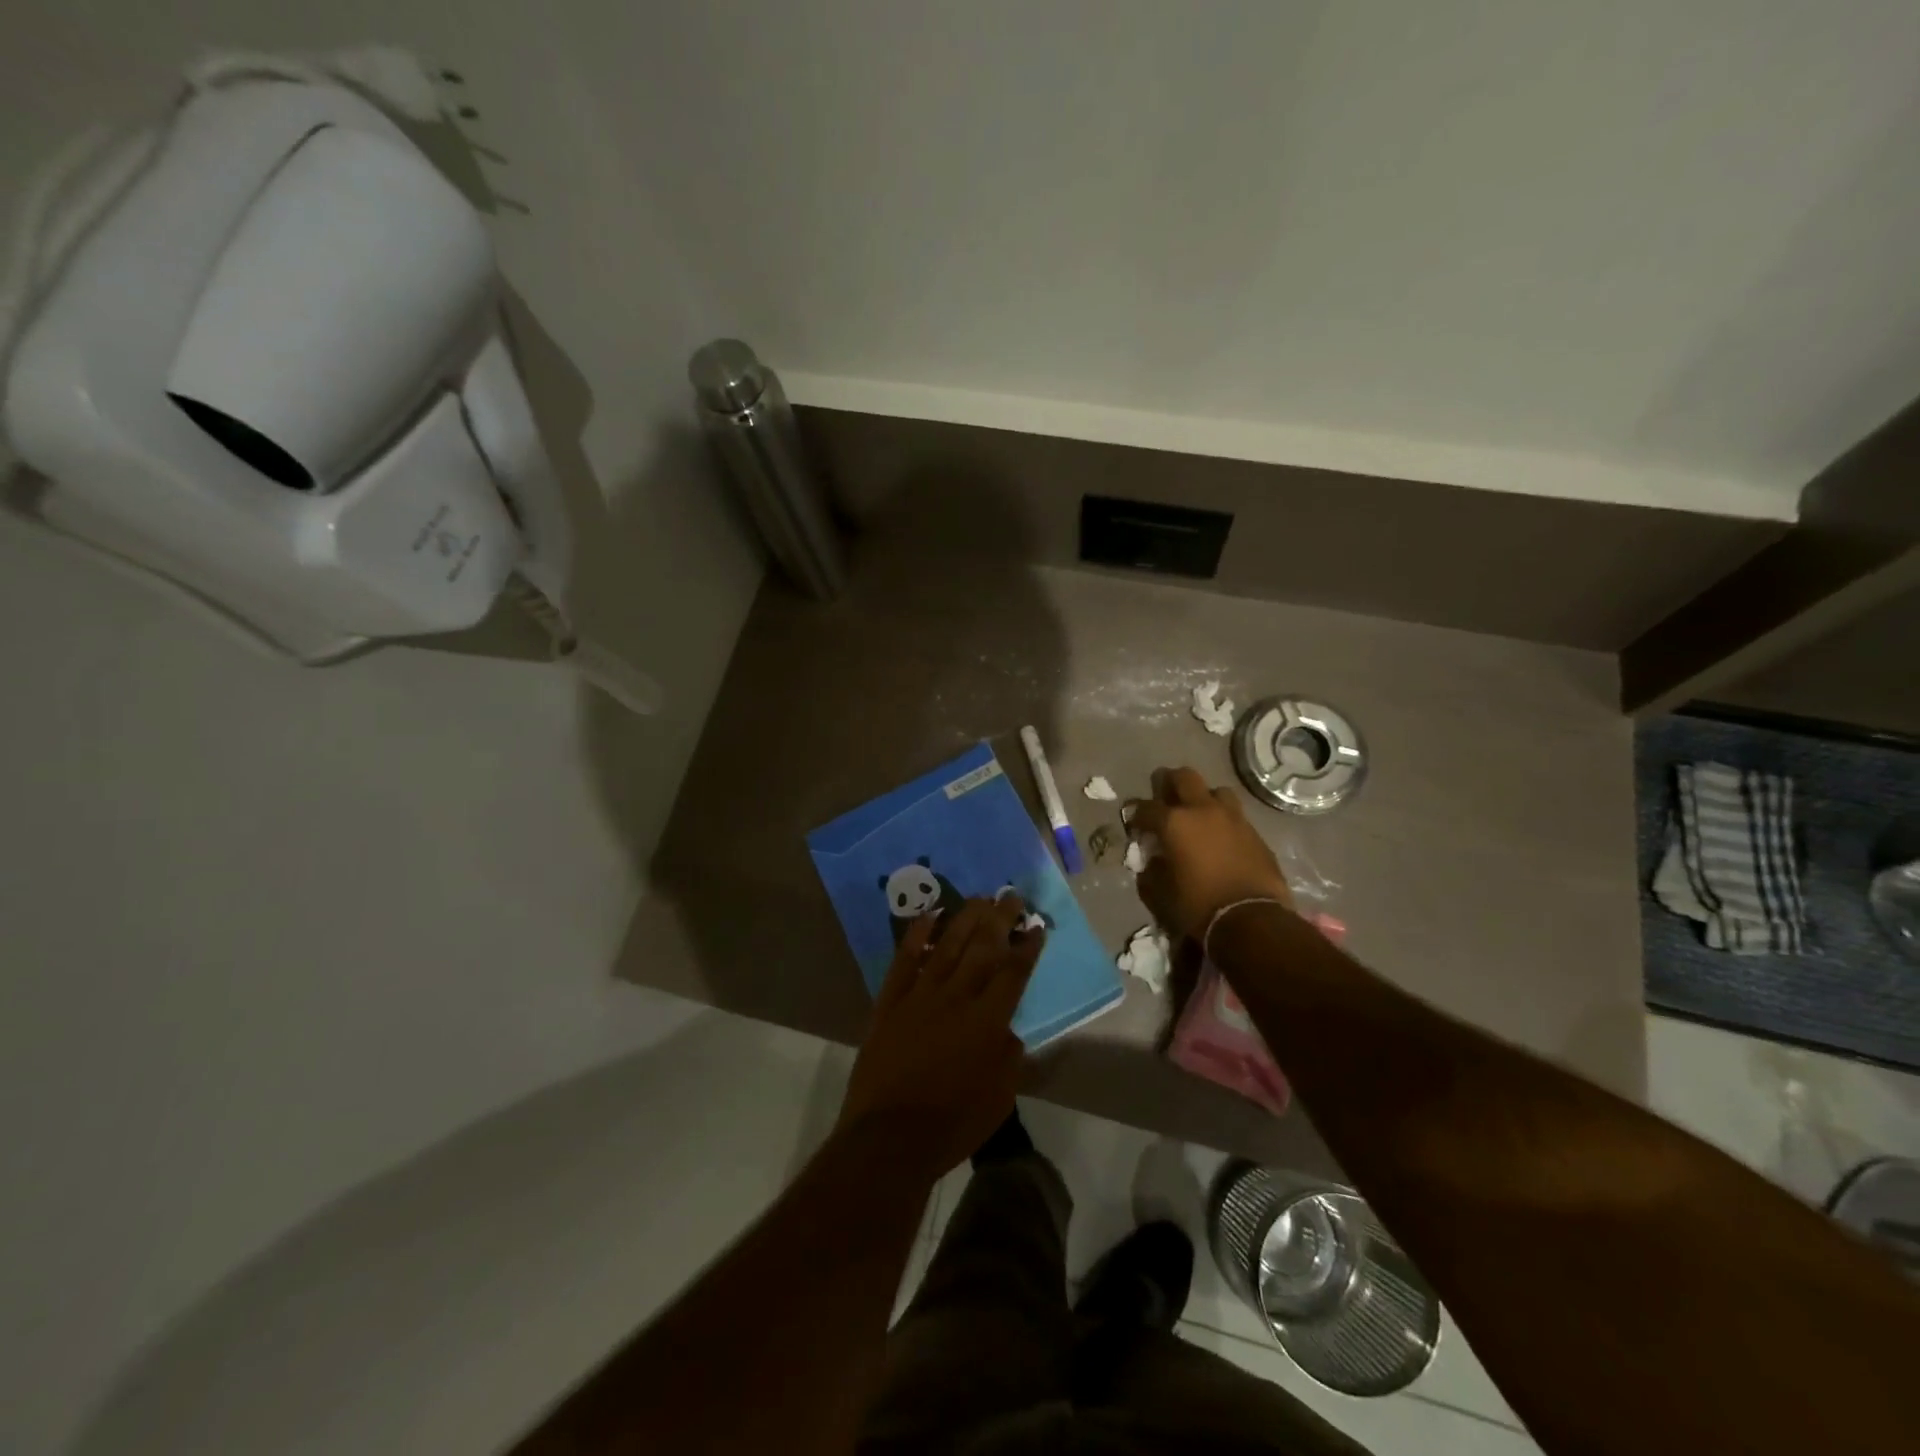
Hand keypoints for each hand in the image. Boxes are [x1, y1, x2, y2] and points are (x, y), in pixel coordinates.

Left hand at [836, 896, 1043, 1182]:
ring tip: (979, 897)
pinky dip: (917, 934)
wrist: (889, 1137)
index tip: (1037, 927)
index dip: (1027, 948)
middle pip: (983, 949)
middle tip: (1011, 895)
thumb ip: (1009, 1058)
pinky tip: (929, 915)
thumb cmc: (952, 1124)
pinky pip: (905, 959)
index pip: (1014, 973)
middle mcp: (957, 997)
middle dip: (1000, 920)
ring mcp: (920, 995)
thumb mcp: (999, 1098)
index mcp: (988, 1021)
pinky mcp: (890, 1001)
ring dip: (965, 918)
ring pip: (947, 946)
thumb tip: (1009, 1031)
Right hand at [1129, 766, 1293, 940]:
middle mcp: (1203, 810)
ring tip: (1198, 815)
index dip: (1134, 815)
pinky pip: (1235, 816)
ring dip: (1203, 798)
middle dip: (1169, 783)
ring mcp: (1233, 818)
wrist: (1252, 920)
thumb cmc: (1197, 906)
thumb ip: (1151, 871)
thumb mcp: (1160, 894)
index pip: (1145, 807)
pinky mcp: (1255, 833)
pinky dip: (1223, 821)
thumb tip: (1154, 861)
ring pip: (1216, 791)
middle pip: (1184, 777)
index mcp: (1174, 822)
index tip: (1133, 824)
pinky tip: (1220, 839)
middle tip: (1164, 798)